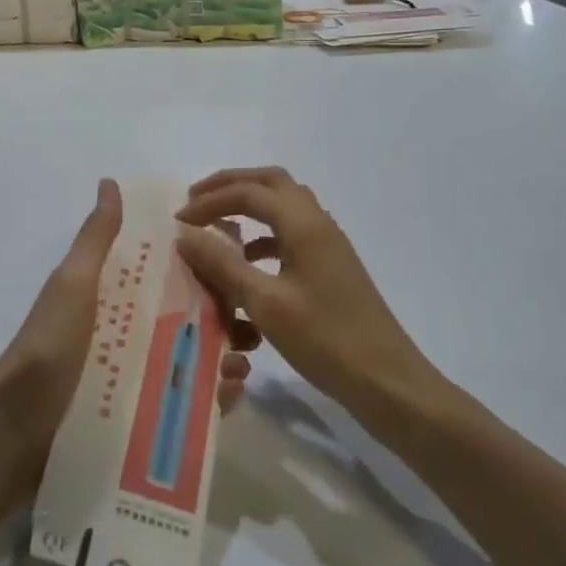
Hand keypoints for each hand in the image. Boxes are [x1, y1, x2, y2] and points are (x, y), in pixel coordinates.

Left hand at [0, 179, 249, 480]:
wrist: (17, 425)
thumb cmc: (50, 343)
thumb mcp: (74, 283)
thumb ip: (96, 237)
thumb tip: (110, 182)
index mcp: (118, 297)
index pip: (172, 275)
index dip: (207, 269)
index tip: (240, 267)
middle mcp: (131, 332)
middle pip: (191, 319)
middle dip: (226, 319)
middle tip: (251, 328)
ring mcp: (138, 376)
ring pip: (195, 361)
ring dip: (225, 358)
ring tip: (242, 365)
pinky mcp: (143, 418)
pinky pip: (187, 404)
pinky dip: (212, 398)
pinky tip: (227, 395)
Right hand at [174, 167, 448, 412]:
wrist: (387, 381)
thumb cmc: (325, 340)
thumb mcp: (264, 303)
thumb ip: (222, 264)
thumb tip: (185, 234)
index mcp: (304, 225)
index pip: (249, 192)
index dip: (209, 201)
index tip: (178, 221)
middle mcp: (319, 224)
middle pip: (272, 183)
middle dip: (231, 186)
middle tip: (197, 201)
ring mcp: (329, 246)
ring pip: (285, 206)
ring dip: (250, 207)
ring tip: (217, 228)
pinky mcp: (332, 268)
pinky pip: (292, 234)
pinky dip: (264, 236)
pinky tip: (248, 263)